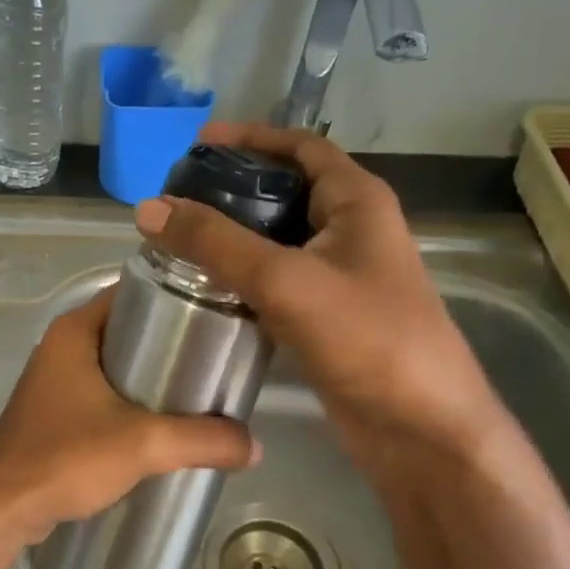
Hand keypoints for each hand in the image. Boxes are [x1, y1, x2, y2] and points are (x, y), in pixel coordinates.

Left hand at [0, 287, 259, 545]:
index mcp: (75, 331)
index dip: (178, 298)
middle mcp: (61, 347)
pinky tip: (163, 427)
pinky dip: (132, 405)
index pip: (135, 294)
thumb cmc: (65, 458)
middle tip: (219, 362)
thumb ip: (203, 440)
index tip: (221, 316)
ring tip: (202, 395)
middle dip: (174, 345)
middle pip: (130, 331)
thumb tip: (256, 446)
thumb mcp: (143, 445)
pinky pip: (102, 396)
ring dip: (154, 379)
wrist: (0, 511)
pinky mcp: (53, 414)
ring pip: (116, 367)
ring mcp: (53, 382)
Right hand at [134, 120, 501, 462]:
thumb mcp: (286, 280)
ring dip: (233, 238)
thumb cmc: (368, 340)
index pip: (302, 148)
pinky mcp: (327, 318)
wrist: (421, 430)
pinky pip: (277, 283)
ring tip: (178, 240)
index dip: (252, 138)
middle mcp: (352, 231)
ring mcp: (340, 278)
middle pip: (285, 193)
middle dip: (233, 190)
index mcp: (358, 202)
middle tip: (176, 199)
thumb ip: (216, 243)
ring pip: (277, 242)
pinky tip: (204, 288)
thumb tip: (148, 208)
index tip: (197, 144)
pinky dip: (242, 279)